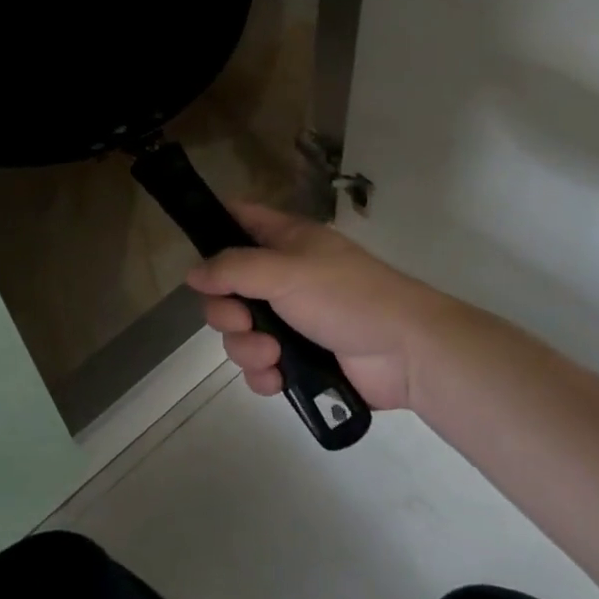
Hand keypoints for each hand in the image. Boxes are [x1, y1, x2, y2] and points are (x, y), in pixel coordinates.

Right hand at [187, 203, 457, 411]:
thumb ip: (233, 269)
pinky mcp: (300, 359)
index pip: (239, 219)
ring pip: (240, 331)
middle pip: (227, 287)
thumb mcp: (285, 271)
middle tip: (241, 320)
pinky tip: (276, 378)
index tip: (196, 255)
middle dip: (225, 311)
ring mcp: (291, 319)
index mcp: (284, 240)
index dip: (213, 228)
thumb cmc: (346, 296)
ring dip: (247, 347)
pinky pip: (260, 364)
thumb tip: (192, 273)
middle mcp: (282, 276)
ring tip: (272, 355)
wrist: (407, 353)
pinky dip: (263, 373)